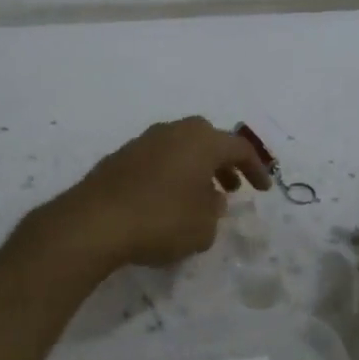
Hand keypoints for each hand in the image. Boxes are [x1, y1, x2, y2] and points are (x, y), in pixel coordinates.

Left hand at [49, 117, 271, 269]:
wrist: (94, 222)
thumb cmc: (161, 221)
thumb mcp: (203, 227)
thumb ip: (214, 212)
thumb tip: (211, 200)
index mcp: (201, 141)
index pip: (239, 148)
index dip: (256, 169)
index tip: (264, 189)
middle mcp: (173, 132)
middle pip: (207, 139)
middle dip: (223, 162)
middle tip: (231, 186)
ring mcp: (142, 142)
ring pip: (180, 148)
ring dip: (195, 168)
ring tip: (200, 197)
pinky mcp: (119, 158)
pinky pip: (157, 160)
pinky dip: (170, 174)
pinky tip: (167, 200)